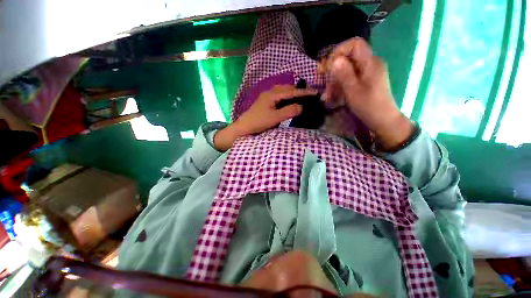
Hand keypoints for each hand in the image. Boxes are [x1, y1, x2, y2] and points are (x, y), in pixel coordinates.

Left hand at [214, 85, 316, 150]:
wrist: (244, 127)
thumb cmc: (259, 122)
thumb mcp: (275, 118)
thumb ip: (289, 111)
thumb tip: (302, 106)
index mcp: (272, 94)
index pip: (291, 91)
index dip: (304, 92)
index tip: (316, 92)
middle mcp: (269, 92)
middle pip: (287, 88)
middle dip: (299, 90)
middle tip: (309, 95)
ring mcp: (266, 96)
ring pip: (282, 91)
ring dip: (292, 92)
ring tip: (301, 97)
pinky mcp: (265, 101)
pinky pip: (278, 95)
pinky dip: (286, 96)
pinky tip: (289, 101)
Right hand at [318, 37, 413, 150]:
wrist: (383, 120)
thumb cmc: (369, 106)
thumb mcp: (353, 91)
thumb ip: (344, 74)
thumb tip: (335, 60)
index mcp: (370, 63)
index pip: (355, 44)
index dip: (339, 51)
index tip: (327, 66)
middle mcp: (371, 63)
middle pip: (349, 56)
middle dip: (334, 67)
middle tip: (322, 78)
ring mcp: (369, 72)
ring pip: (348, 68)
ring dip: (335, 78)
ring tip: (327, 93)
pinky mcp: (366, 80)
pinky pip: (351, 77)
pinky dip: (341, 84)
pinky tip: (335, 94)